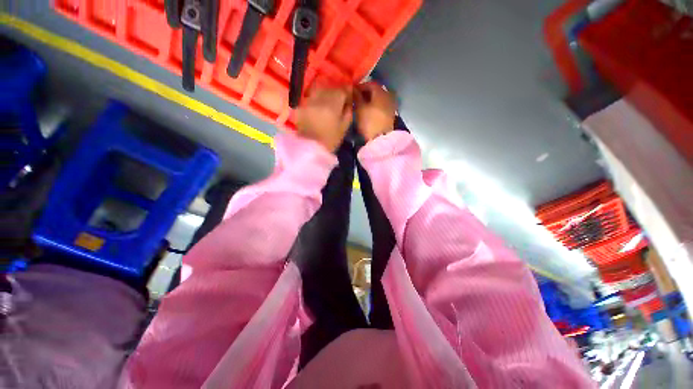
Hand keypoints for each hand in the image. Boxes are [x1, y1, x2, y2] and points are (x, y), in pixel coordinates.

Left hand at [296, 86, 352, 151]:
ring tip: (327, 103)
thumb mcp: (344, 128)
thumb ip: (348, 112)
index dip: (347, 92)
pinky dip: (315, 100)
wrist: (311, 148)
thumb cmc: (331, 140)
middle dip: (336, 93)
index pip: (342, 90)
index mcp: (332, 104)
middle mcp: (319, 99)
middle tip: (339, 100)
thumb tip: (349, 102)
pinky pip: (310, 98)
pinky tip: (317, 108)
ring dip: (325, 94)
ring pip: (318, 91)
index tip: (349, 97)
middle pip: (329, 88)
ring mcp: (308, 102)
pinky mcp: (300, 106)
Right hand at [354, 82, 396, 141]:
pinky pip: (382, 106)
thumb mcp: (360, 108)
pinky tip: (369, 111)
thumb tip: (353, 88)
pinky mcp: (391, 115)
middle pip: (376, 91)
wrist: (380, 139)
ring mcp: (391, 106)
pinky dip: (375, 106)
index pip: (370, 83)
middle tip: (357, 98)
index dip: (361, 86)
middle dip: (366, 93)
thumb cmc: (369, 122)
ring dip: (371, 100)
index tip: (353, 91)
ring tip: (362, 105)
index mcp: (381, 92)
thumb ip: (357, 96)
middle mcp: (388, 96)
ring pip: (379, 99)